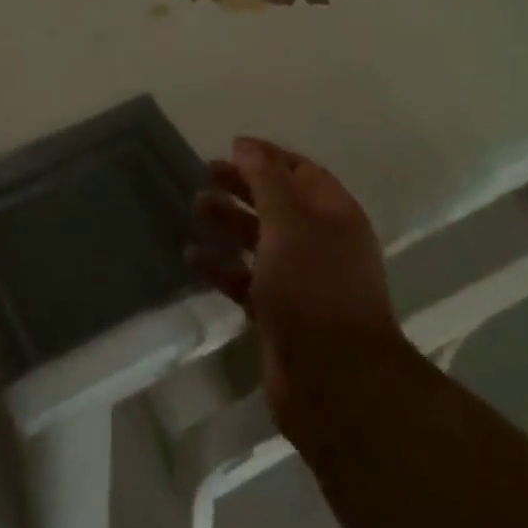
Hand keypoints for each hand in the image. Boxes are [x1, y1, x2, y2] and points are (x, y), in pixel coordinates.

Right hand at [192, 139, 407, 443]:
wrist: (335, 383)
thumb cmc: (314, 288)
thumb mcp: (289, 222)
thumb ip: (266, 180)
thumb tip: (245, 144)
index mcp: (333, 215)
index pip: (300, 171)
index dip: (266, 156)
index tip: (229, 147)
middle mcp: (320, 243)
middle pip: (278, 203)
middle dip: (243, 186)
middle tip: (206, 173)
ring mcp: (301, 281)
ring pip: (260, 240)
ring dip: (230, 222)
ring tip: (196, 207)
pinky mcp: (280, 315)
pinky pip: (246, 280)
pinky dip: (222, 267)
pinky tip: (192, 258)